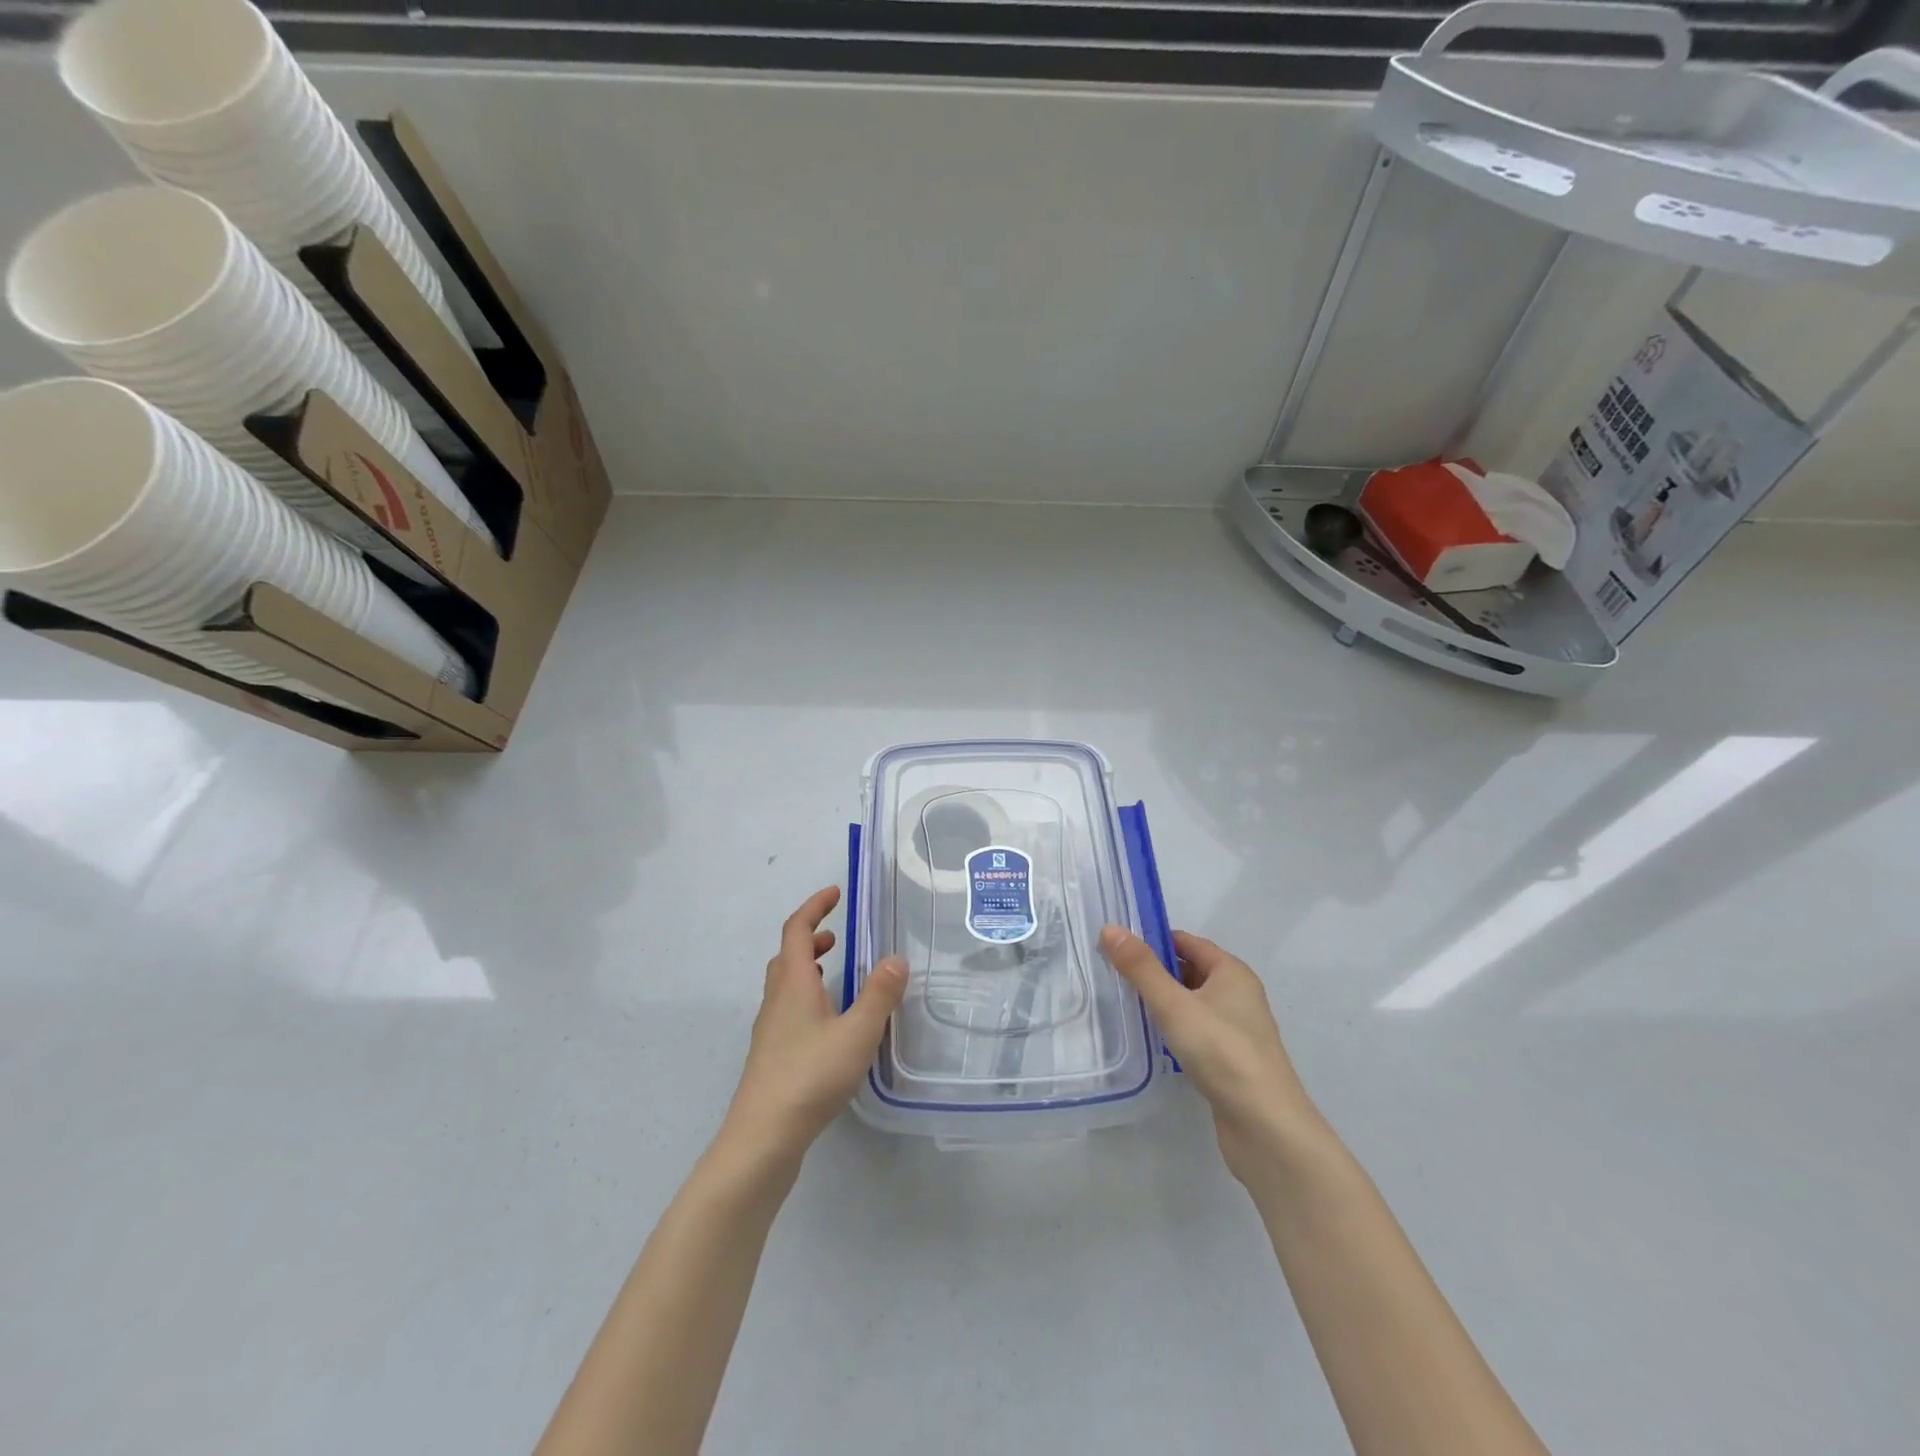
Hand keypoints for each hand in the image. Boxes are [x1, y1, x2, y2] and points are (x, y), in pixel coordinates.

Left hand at [719, 887, 907, 1172]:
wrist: (762, 1137)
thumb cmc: (810, 1076)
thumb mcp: (857, 1033)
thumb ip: (879, 995)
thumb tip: (896, 959)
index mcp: (793, 983)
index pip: (796, 929)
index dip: (814, 906)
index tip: (835, 893)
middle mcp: (776, 999)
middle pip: (786, 955)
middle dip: (809, 937)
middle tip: (836, 935)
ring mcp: (769, 1029)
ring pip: (784, 983)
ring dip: (805, 967)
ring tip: (832, 973)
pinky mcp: (770, 1055)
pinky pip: (786, 1008)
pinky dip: (804, 996)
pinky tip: (826, 1023)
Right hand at [1100, 925, 1317, 1185]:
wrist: (1266, 1128)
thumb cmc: (1222, 1053)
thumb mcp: (1174, 1005)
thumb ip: (1141, 968)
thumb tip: (1110, 929)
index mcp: (1232, 972)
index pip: (1187, 942)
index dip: (1153, 940)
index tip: (1116, 946)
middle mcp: (1238, 995)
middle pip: (1189, 971)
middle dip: (1154, 972)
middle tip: (1112, 975)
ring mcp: (1236, 1030)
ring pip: (1192, 1003)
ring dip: (1163, 1002)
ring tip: (1125, 1005)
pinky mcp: (1230, 1061)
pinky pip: (1196, 1031)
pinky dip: (1174, 1029)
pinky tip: (1152, 1040)